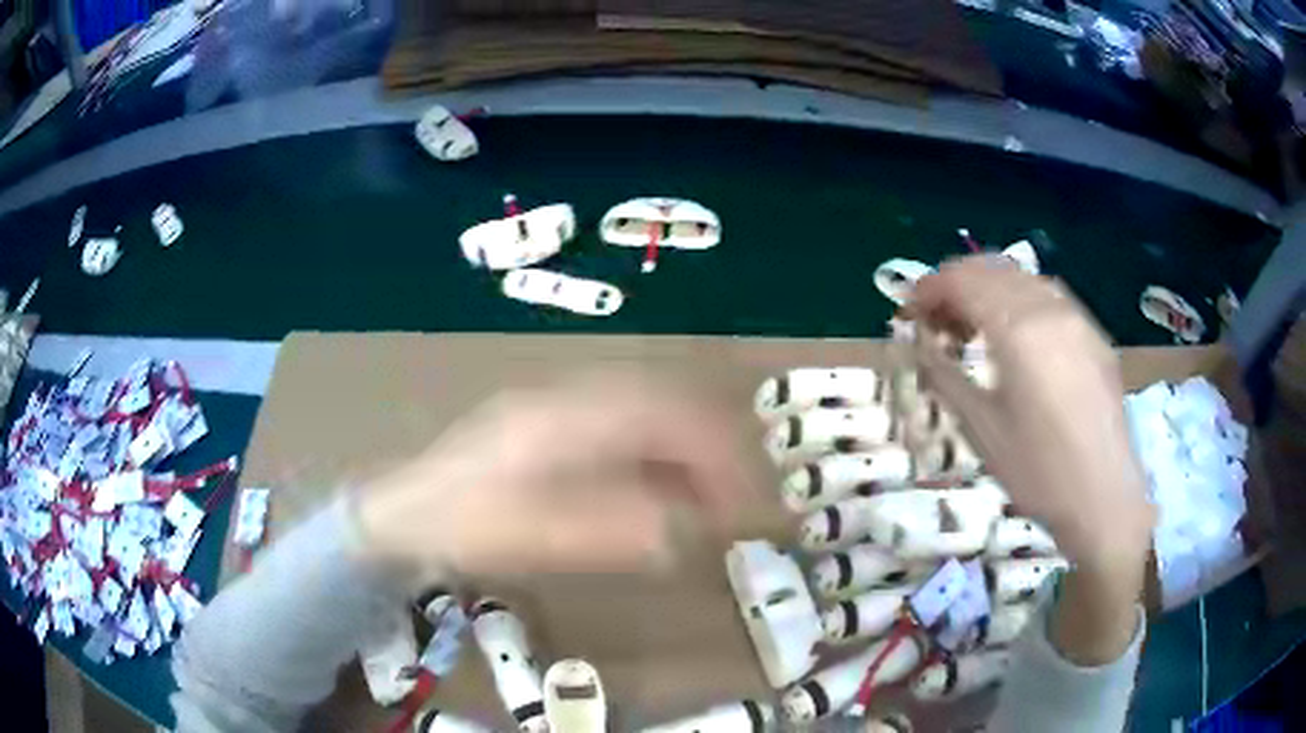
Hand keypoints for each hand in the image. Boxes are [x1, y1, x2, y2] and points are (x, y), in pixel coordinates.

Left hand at [353, 373, 755, 577]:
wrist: (403, 514)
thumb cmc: (463, 525)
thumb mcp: (533, 537)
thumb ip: (609, 532)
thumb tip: (681, 534)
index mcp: (564, 419)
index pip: (659, 411)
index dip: (711, 444)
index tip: (741, 489)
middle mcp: (568, 401)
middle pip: (659, 402)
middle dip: (707, 445)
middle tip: (733, 497)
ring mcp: (559, 411)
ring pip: (643, 415)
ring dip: (683, 453)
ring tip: (707, 500)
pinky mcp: (552, 431)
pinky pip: (621, 432)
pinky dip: (653, 461)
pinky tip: (660, 495)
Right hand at [906, 257, 1154, 570]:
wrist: (1104, 498)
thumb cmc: (1037, 472)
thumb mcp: (980, 430)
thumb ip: (945, 376)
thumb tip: (920, 345)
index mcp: (1018, 329)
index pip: (962, 281)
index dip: (928, 288)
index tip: (908, 312)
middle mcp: (1049, 309)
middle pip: (992, 269)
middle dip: (955, 284)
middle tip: (935, 320)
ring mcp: (1077, 318)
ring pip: (1023, 277)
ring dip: (989, 287)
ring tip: (972, 324)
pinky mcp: (1094, 335)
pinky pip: (1050, 296)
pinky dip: (1020, 298)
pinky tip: (1016, 332)